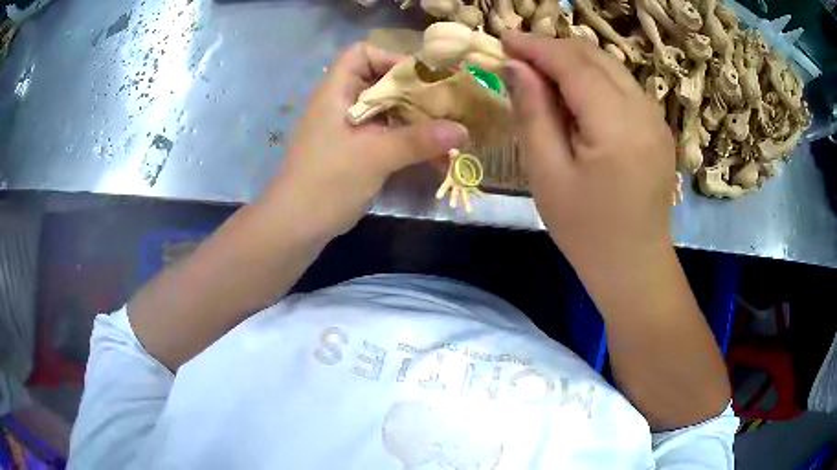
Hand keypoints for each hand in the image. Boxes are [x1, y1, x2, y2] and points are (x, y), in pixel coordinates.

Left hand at [267, 43, 467, 238]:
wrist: (294, 228)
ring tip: (448, 134)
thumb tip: (463, 130)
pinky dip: (407, 142)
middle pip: (380, 83)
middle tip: (446, 106)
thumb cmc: (327, 182)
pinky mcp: (352, 153)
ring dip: (415, 122)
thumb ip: (418, 140)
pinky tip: (434, 157)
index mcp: (336, 93)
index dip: (389, 58)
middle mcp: (341, 105)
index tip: (420, 79)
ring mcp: (346, 131)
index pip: (360, 54)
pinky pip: (384, 137)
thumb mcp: (374, 156)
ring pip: (385, 112)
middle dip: (414, 93)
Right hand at [501, 33, 675, 276]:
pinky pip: (623, 87)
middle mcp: (644, 111)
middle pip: (595, 57)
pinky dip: (594, 79)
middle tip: (518, 55)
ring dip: (574, 62)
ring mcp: (656, 119)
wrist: (634, 266)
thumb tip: (515, 66)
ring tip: (541, 73)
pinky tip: (574, 95)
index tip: (503, 39)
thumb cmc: (586, 231)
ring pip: (611, 68)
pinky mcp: (658, 128)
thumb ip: (533, 112)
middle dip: (554, 48)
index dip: (536, 46)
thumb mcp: (548, 174)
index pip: (573, 64)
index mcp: (617, 125)